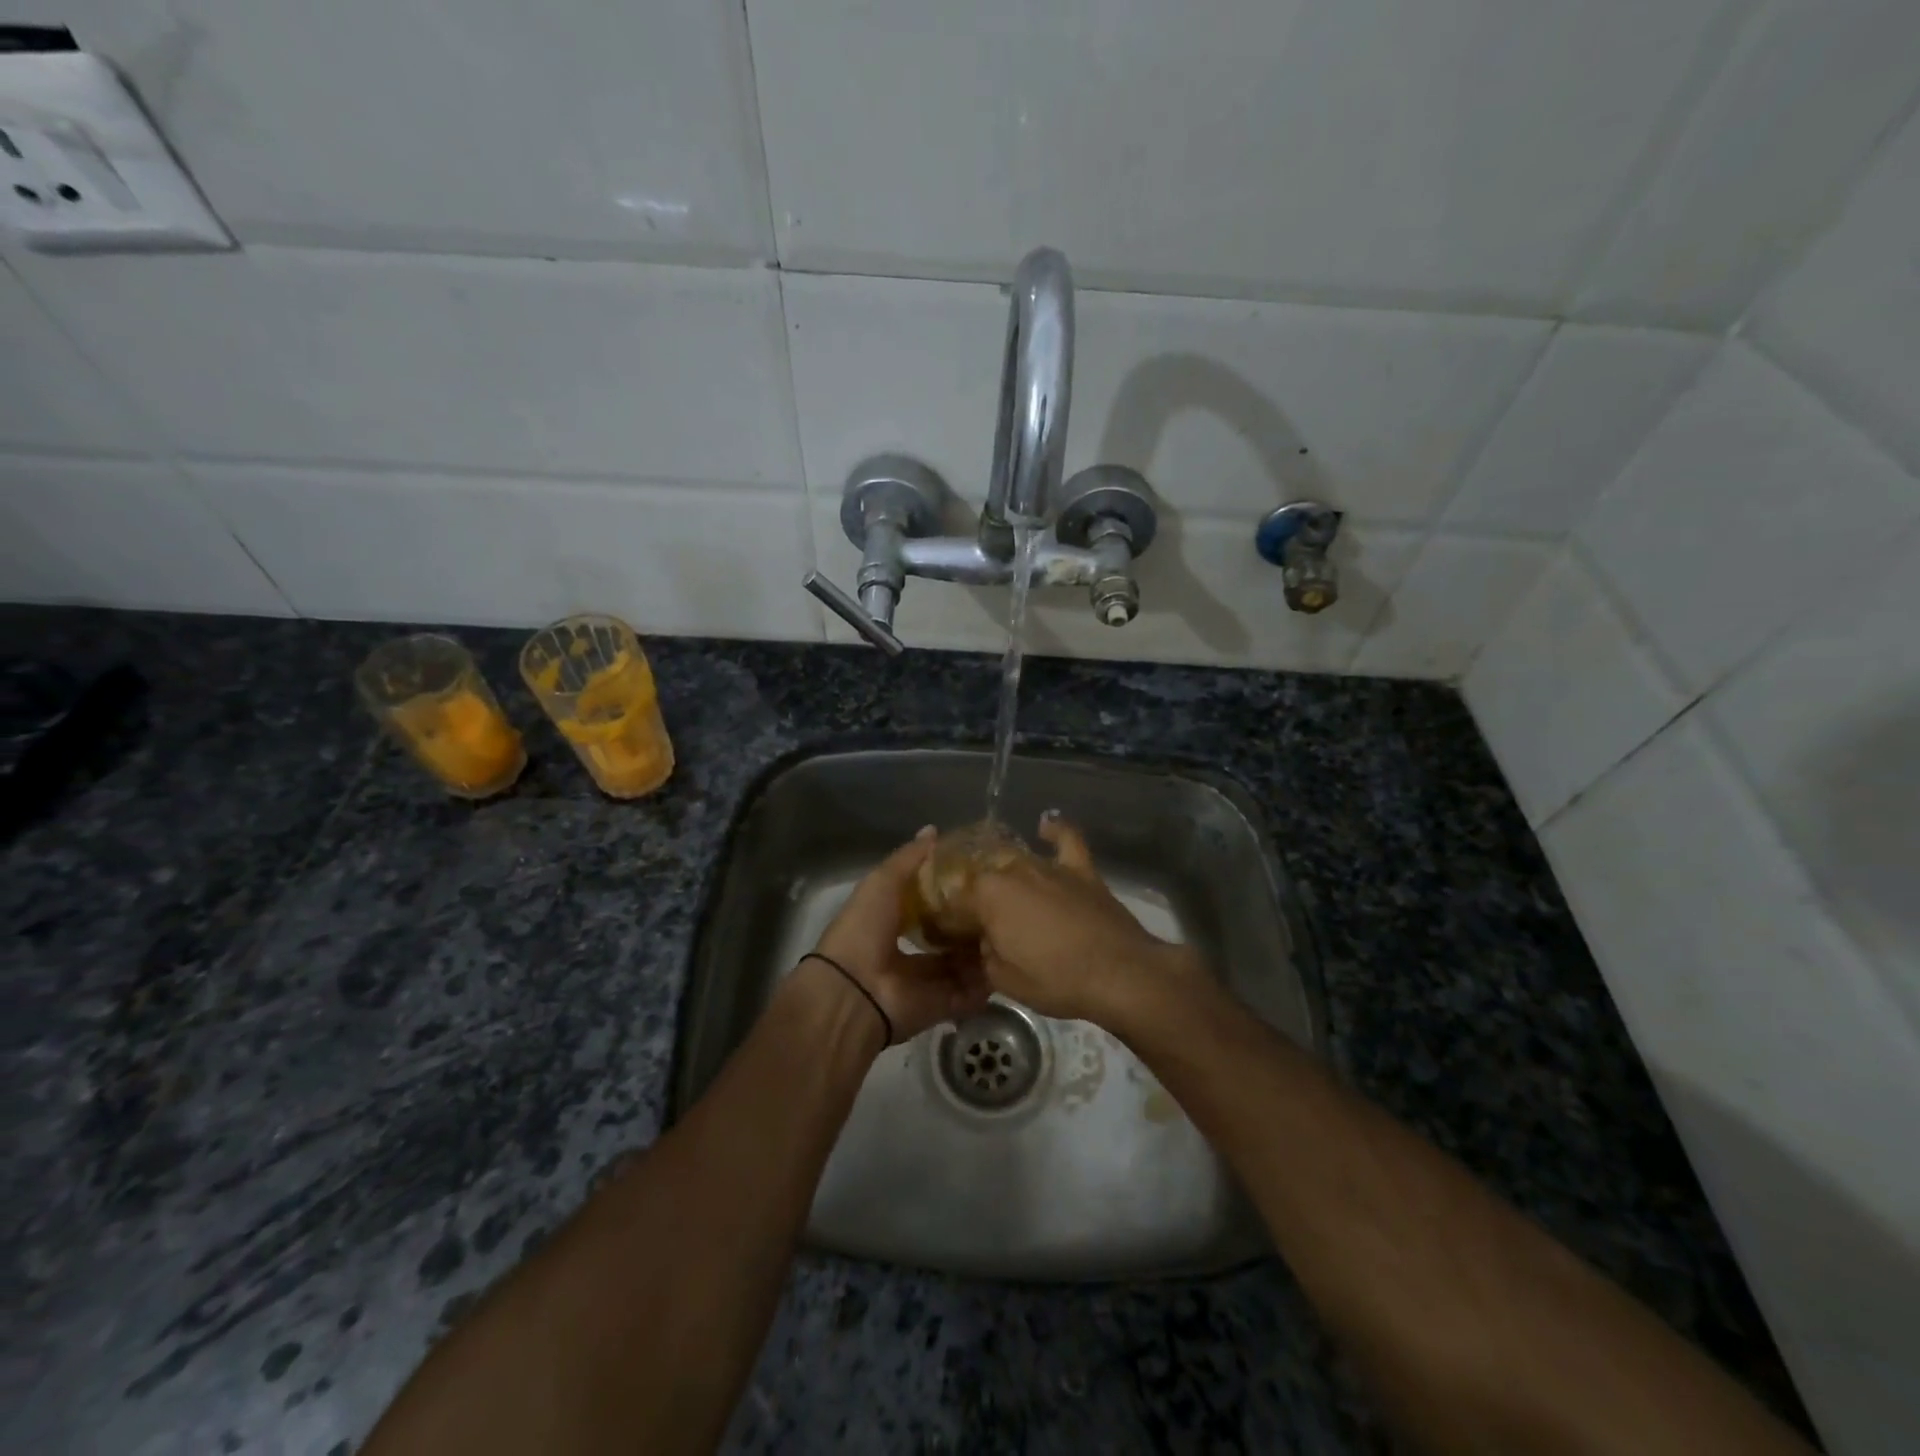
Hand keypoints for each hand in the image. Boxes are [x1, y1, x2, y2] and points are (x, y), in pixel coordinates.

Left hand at [809, 828, 992, 1044]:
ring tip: (1013, 932)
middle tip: (1005, 907)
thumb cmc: (865, 928)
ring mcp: (927, 981)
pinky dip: (986, 984)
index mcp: (893, 920)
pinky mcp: (941, 1006)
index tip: (984, 876)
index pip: (930, 903)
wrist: (854, 991)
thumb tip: (934, 830)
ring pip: (964, 964)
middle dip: (973, 924)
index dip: (954, 891)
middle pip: (950, 936)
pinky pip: (969, 994)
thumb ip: (910, 858)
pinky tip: (1007, 963)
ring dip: (983, 951)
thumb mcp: (883, 882)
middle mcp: (910, 950)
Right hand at [969, 812, 1201, 1024]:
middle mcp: (1013, 870)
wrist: (1120, 974)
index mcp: (988, 895)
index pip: (956, 900)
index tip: (950, 936)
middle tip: (981, 925)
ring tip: (1005, 895)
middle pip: (985, 878)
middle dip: (977, 898)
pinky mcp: (1081, 869)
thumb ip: (985, 953)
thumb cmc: (1057, 981)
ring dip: (1007, 877)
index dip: (950, 919)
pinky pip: (1065, 839)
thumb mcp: (1004, 980)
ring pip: (1017, 862)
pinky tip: (1044, 826)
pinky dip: (1054, 830)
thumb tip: (986, 939)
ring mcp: (1049, 865)